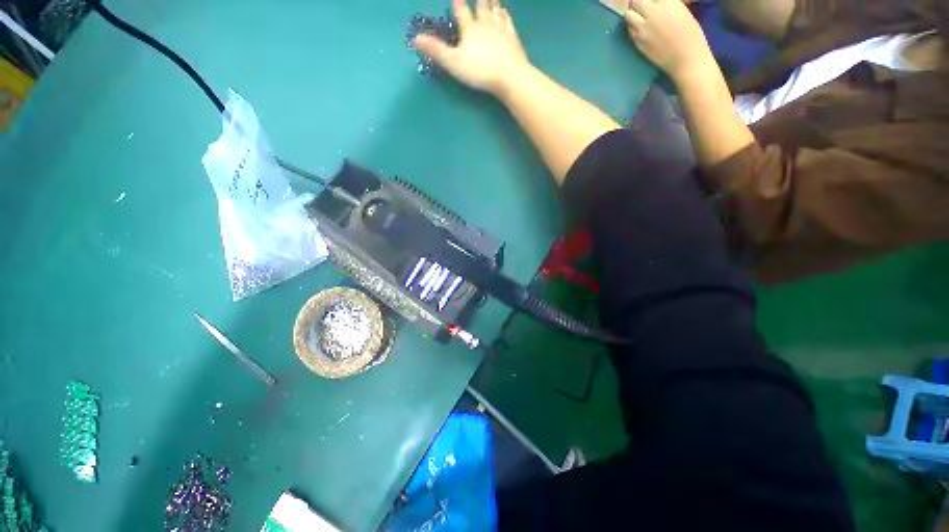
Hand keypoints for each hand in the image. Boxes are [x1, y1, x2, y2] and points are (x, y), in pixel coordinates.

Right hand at [415, 0, 530, 95]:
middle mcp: (485, 24)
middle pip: (481, 7)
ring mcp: (501, 30)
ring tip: (492, 0)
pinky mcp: (513, 38)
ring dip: (492, 3)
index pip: (461, 10)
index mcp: (470, 29)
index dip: (458, 3)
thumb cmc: (479, 70)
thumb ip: (436, 50)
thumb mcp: (454, 62)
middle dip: (479, 0)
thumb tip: (415, 38)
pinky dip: (505, 15)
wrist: (509, 76)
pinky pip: (508, 22)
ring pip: (496, 11)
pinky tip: (505, 13)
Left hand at [625, 0, 714, 80]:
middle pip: (635, 2)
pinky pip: (629, 30)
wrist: (685, 59)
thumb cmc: (691, 35)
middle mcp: (652, 13)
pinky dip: (631, 27)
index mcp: (668, 3)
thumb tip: (654, 4)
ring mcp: (642, 29)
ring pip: (628, 16)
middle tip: (640, 5)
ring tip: (637, 16)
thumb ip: (665, 6)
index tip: (650, 2)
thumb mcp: (681, 11)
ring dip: (632, 14)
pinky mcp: (637, 43)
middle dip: (636, 2)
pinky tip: (638, 28)